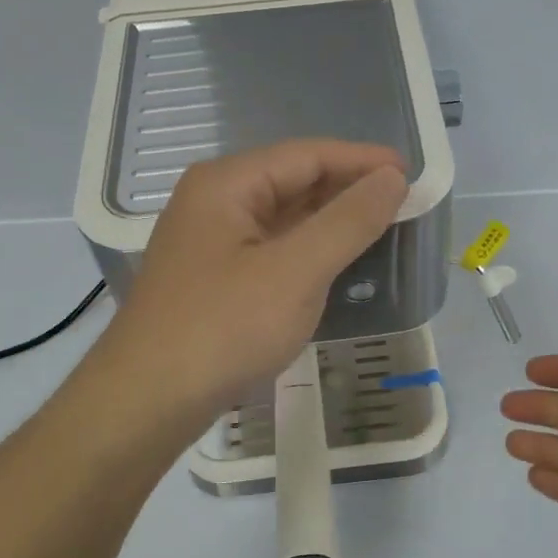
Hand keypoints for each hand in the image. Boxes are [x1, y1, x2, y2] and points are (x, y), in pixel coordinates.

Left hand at [103, 139, 406, 417]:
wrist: (148, 401)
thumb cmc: (224, 328)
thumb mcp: (296, 271)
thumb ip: (348, 221)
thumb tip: (391, 178)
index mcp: (227, 184)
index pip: (307, 155)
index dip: (361, 160)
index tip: (410, 172)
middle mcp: (213, 201)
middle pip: (292, 181)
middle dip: (347, 189)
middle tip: (402, 203)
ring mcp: (209, 241)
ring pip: (281, 217)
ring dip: (329, 221)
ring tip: (379, 228)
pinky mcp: (213, 278)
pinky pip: (270, 248)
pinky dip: (306, 250)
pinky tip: (334, 263)